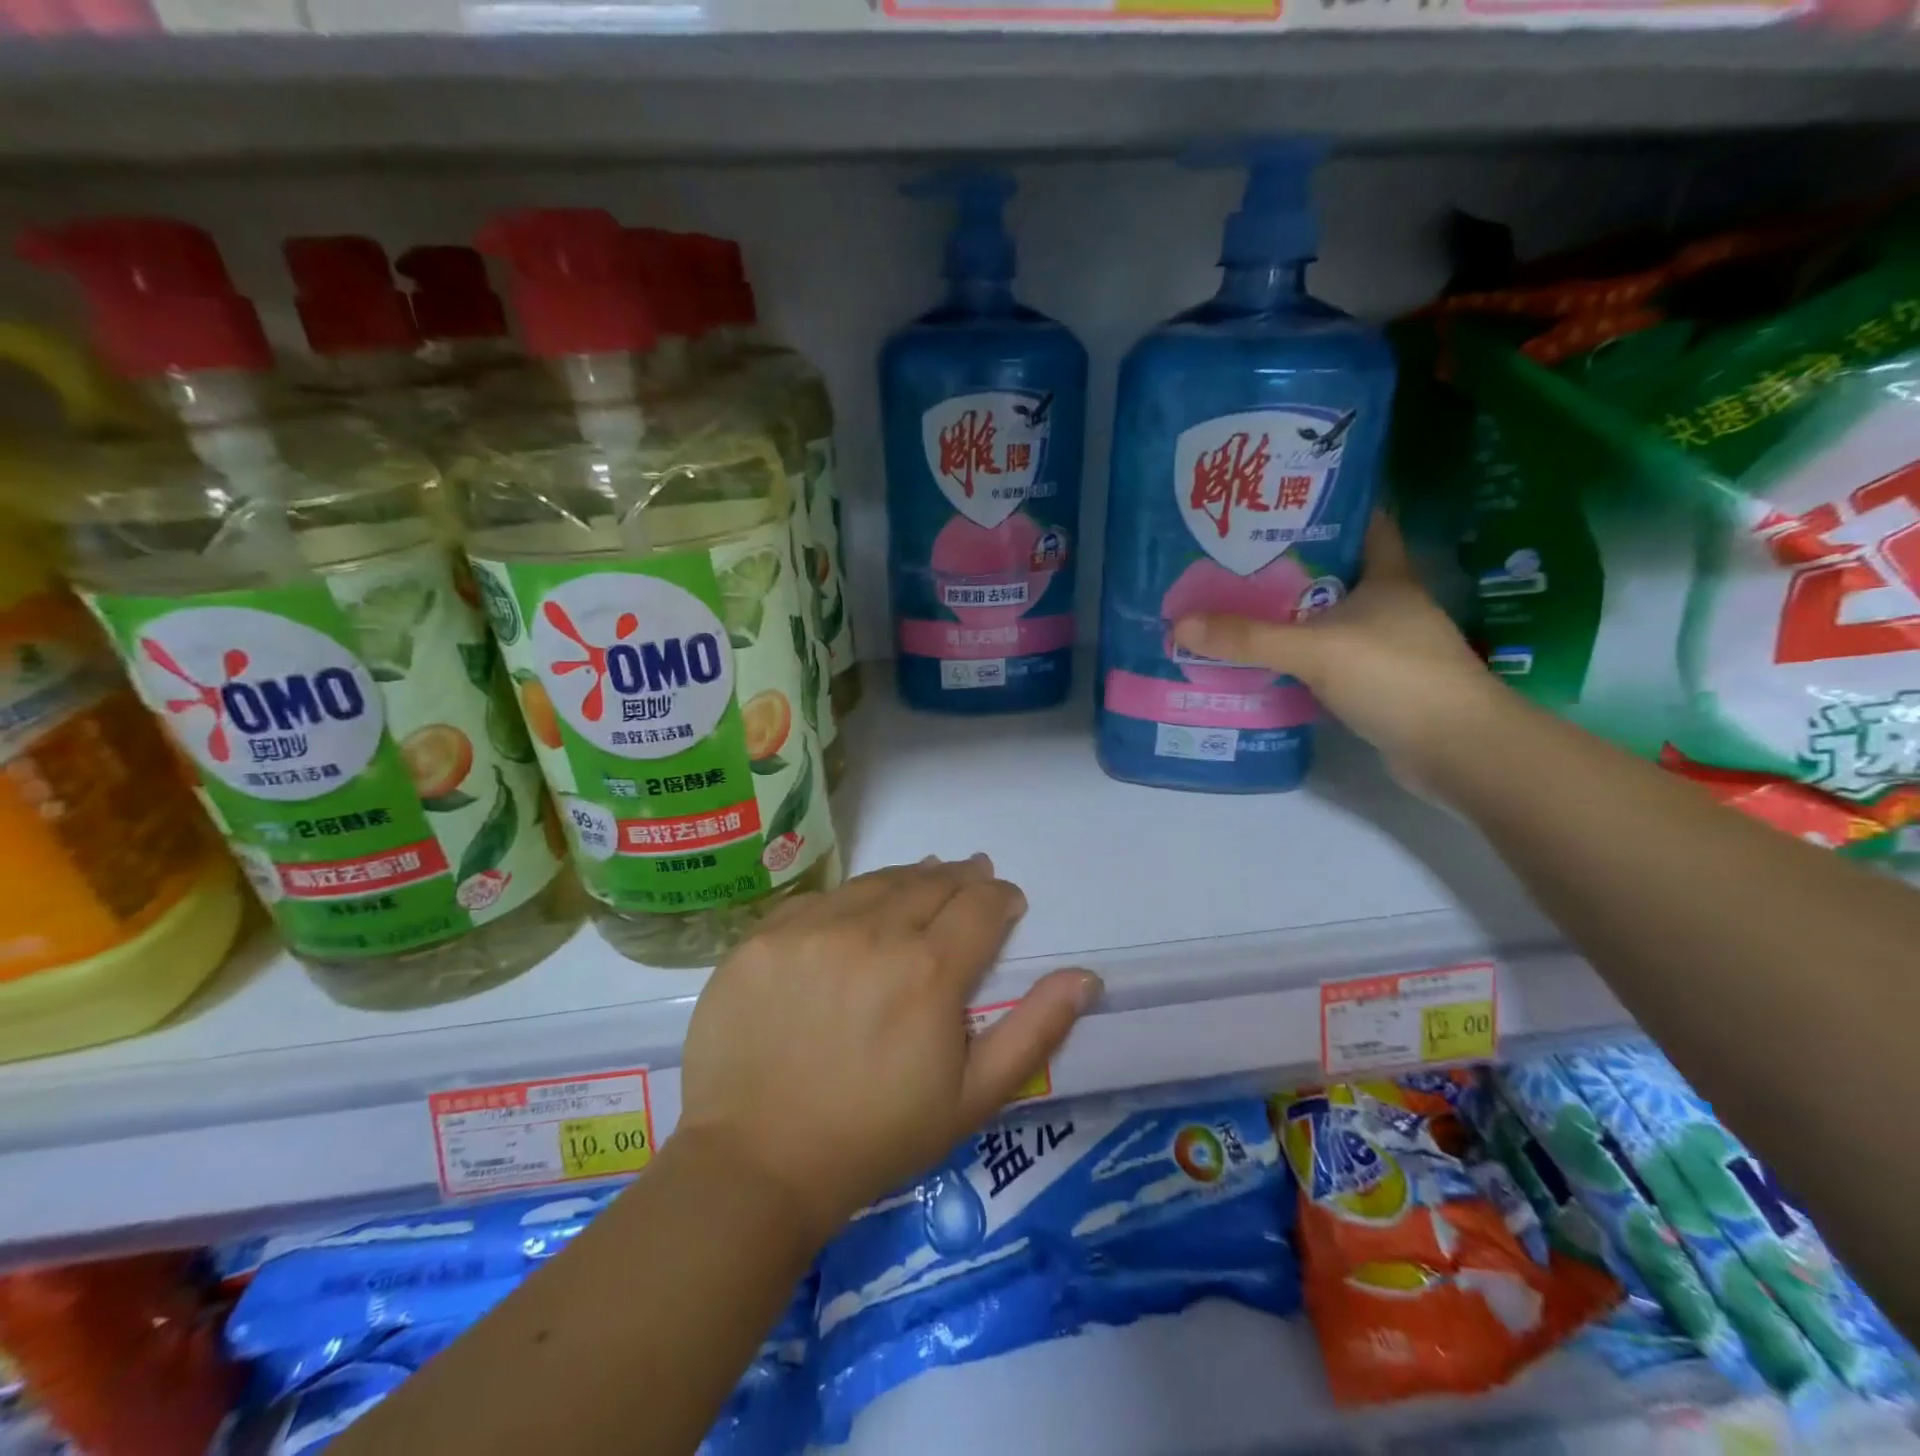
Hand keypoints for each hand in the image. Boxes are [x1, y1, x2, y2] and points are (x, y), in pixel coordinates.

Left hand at [676, 857, 1101, 1248]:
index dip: (1001, 897)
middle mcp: (872, 932)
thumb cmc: (875, 1138)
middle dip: (962, 878)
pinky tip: (860, 908)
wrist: (757, 1164)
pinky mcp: (765, 935)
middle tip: (973, 877)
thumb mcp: (972, 1099)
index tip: (1007, 903)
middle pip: (931, 882)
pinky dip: (853, 896)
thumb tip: (1085, 977)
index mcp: (929, 970)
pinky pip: (822, 898)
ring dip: (911, 876)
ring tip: (927, 877)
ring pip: (878, 881)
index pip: (981, 905)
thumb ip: (1034, 1031)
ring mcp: (811, 927)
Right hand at [1171, 512, 1510, 791]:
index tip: (1284, 503)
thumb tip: (1180, 623)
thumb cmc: (1394, 677)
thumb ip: (1248, 638)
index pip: (1367, 524)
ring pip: (1328, 620)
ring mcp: (1386, 648)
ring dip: (1290, 617)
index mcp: (1388, 578)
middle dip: (1290, 567)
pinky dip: (1298, 659)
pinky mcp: (1377, 684)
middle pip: (1336, 574)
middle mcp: (1389, 606)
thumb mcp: (1314, 649)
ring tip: (1235, 609)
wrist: (1455, 749)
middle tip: (1235, 561)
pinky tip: (1262, 662)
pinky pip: (1326, 660)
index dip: (1331, 509)